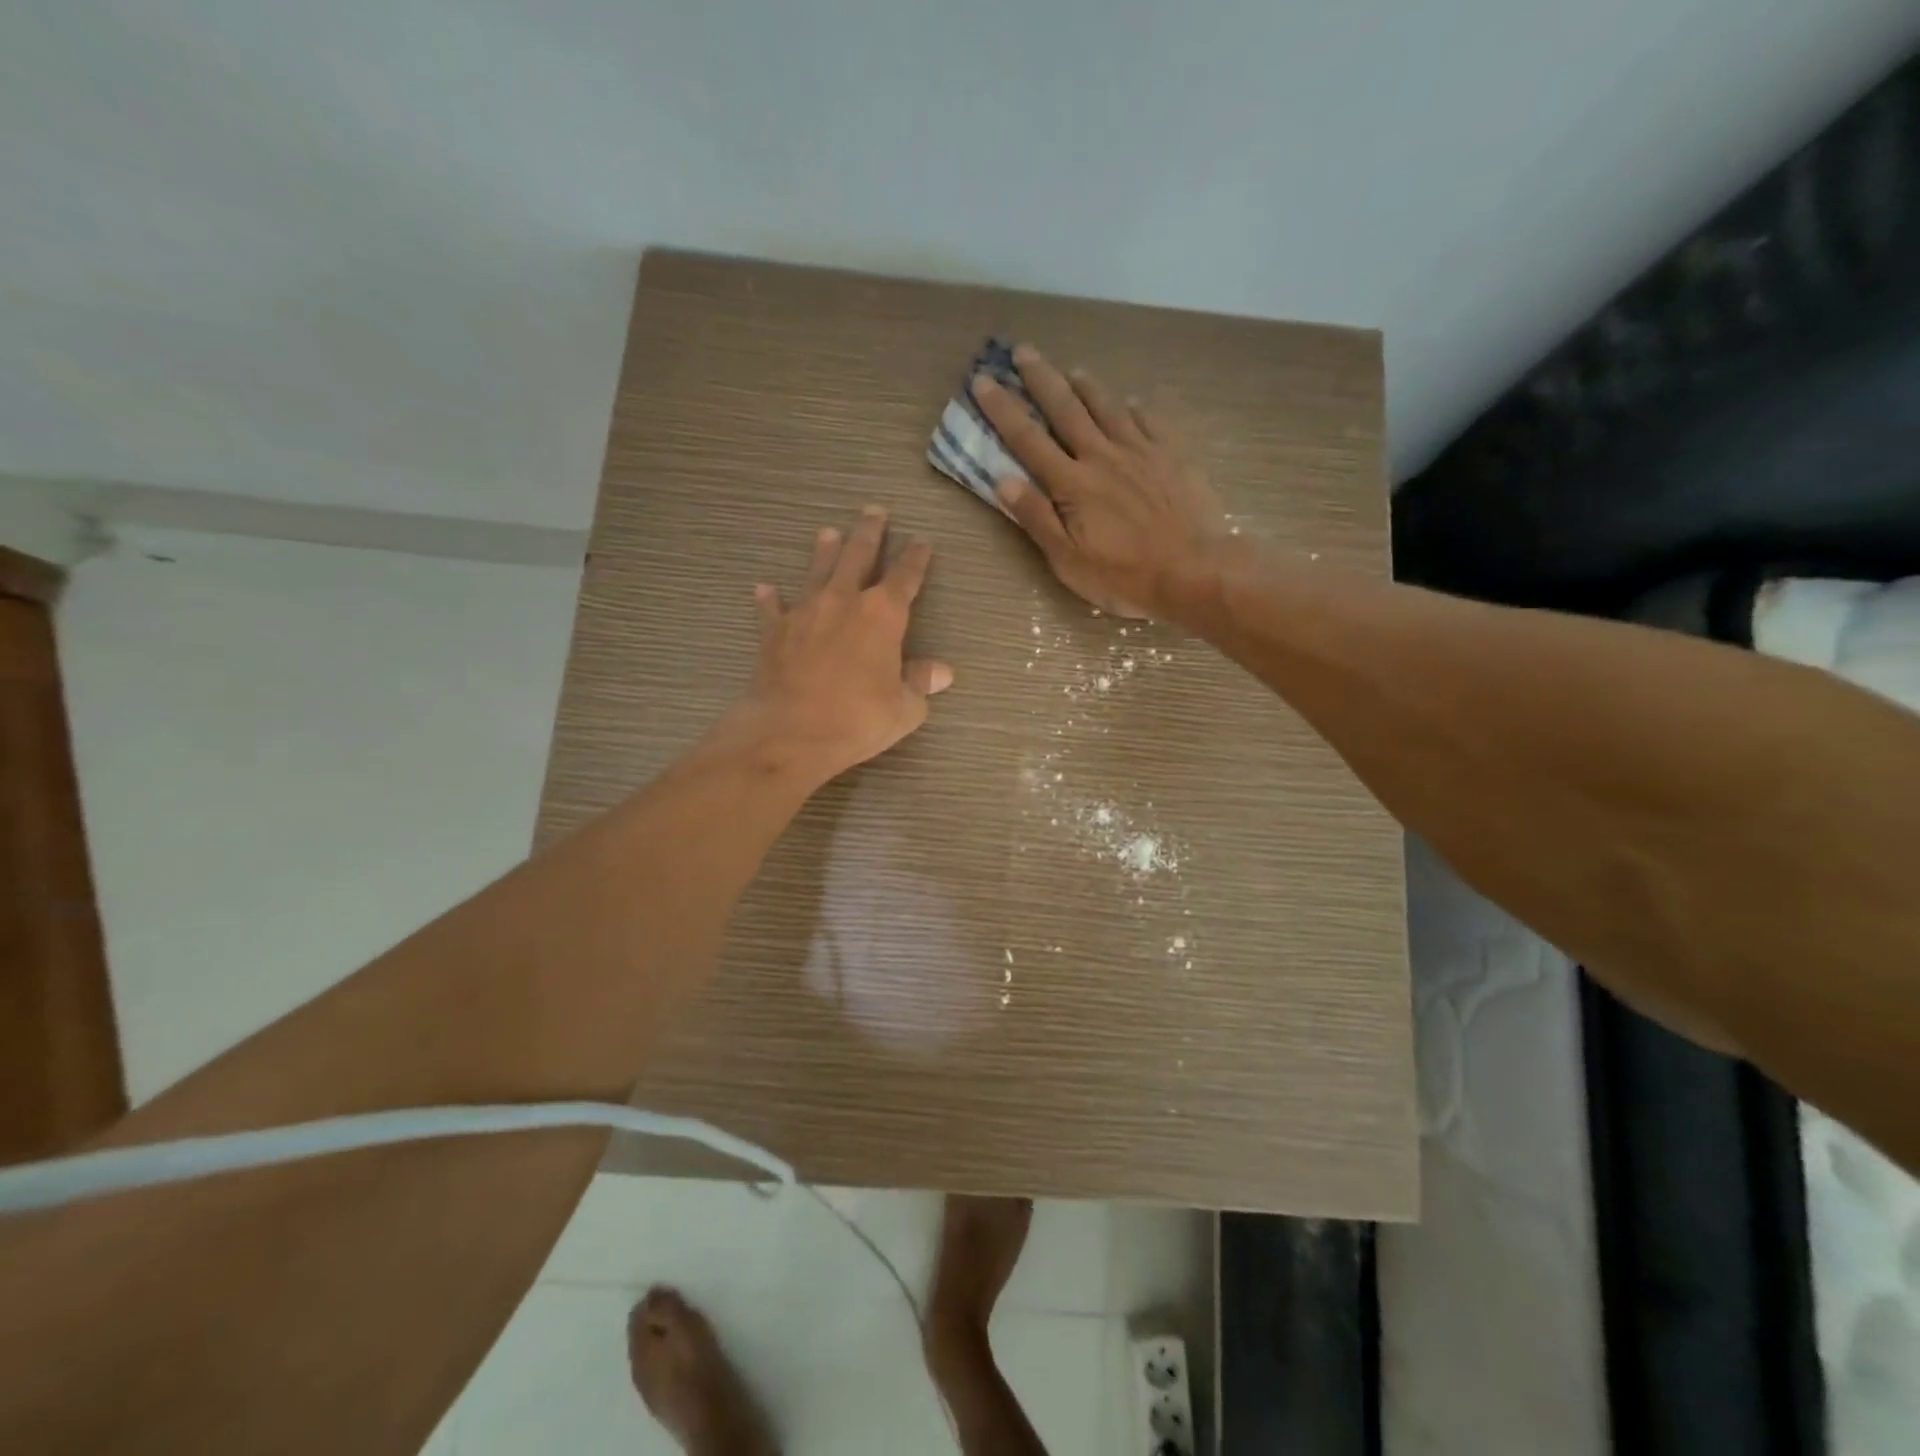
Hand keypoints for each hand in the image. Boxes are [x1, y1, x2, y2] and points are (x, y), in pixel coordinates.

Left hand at [727, 507, 951, 784]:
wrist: (790, 732)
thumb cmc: (857, 719)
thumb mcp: (904, 708)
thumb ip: (920, 683)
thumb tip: (942, 672)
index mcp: (883, 615)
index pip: (905, 577)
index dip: (916, 558)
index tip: (922, 541)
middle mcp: (844, 601)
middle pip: (858, 556)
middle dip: (869, 533)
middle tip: (873, 511)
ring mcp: (805, 612)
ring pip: (817, 571)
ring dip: (824, 551)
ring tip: (827, 532)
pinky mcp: (774, 632)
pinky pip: (772, 609)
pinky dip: (770, 599)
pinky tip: (764, 588)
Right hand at [971, 344, 1227, 618]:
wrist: (1195, 570)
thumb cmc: (1125, 575)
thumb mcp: (1069, 560)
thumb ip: (1037, 518)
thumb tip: (1003, 480)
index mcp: (1072, 484)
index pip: (1028, 439)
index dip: (1003, 409)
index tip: (983, 381)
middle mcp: (1102, 456)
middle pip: (1066, 408)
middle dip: (1041, 378)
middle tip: (1023, 351)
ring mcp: (1140, 451)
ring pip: (1107, 406)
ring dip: (1086, 385)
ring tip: (1072, 369)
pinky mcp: (1172, 456)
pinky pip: (1149, 420)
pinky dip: (1133, 407)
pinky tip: (1129, 401)